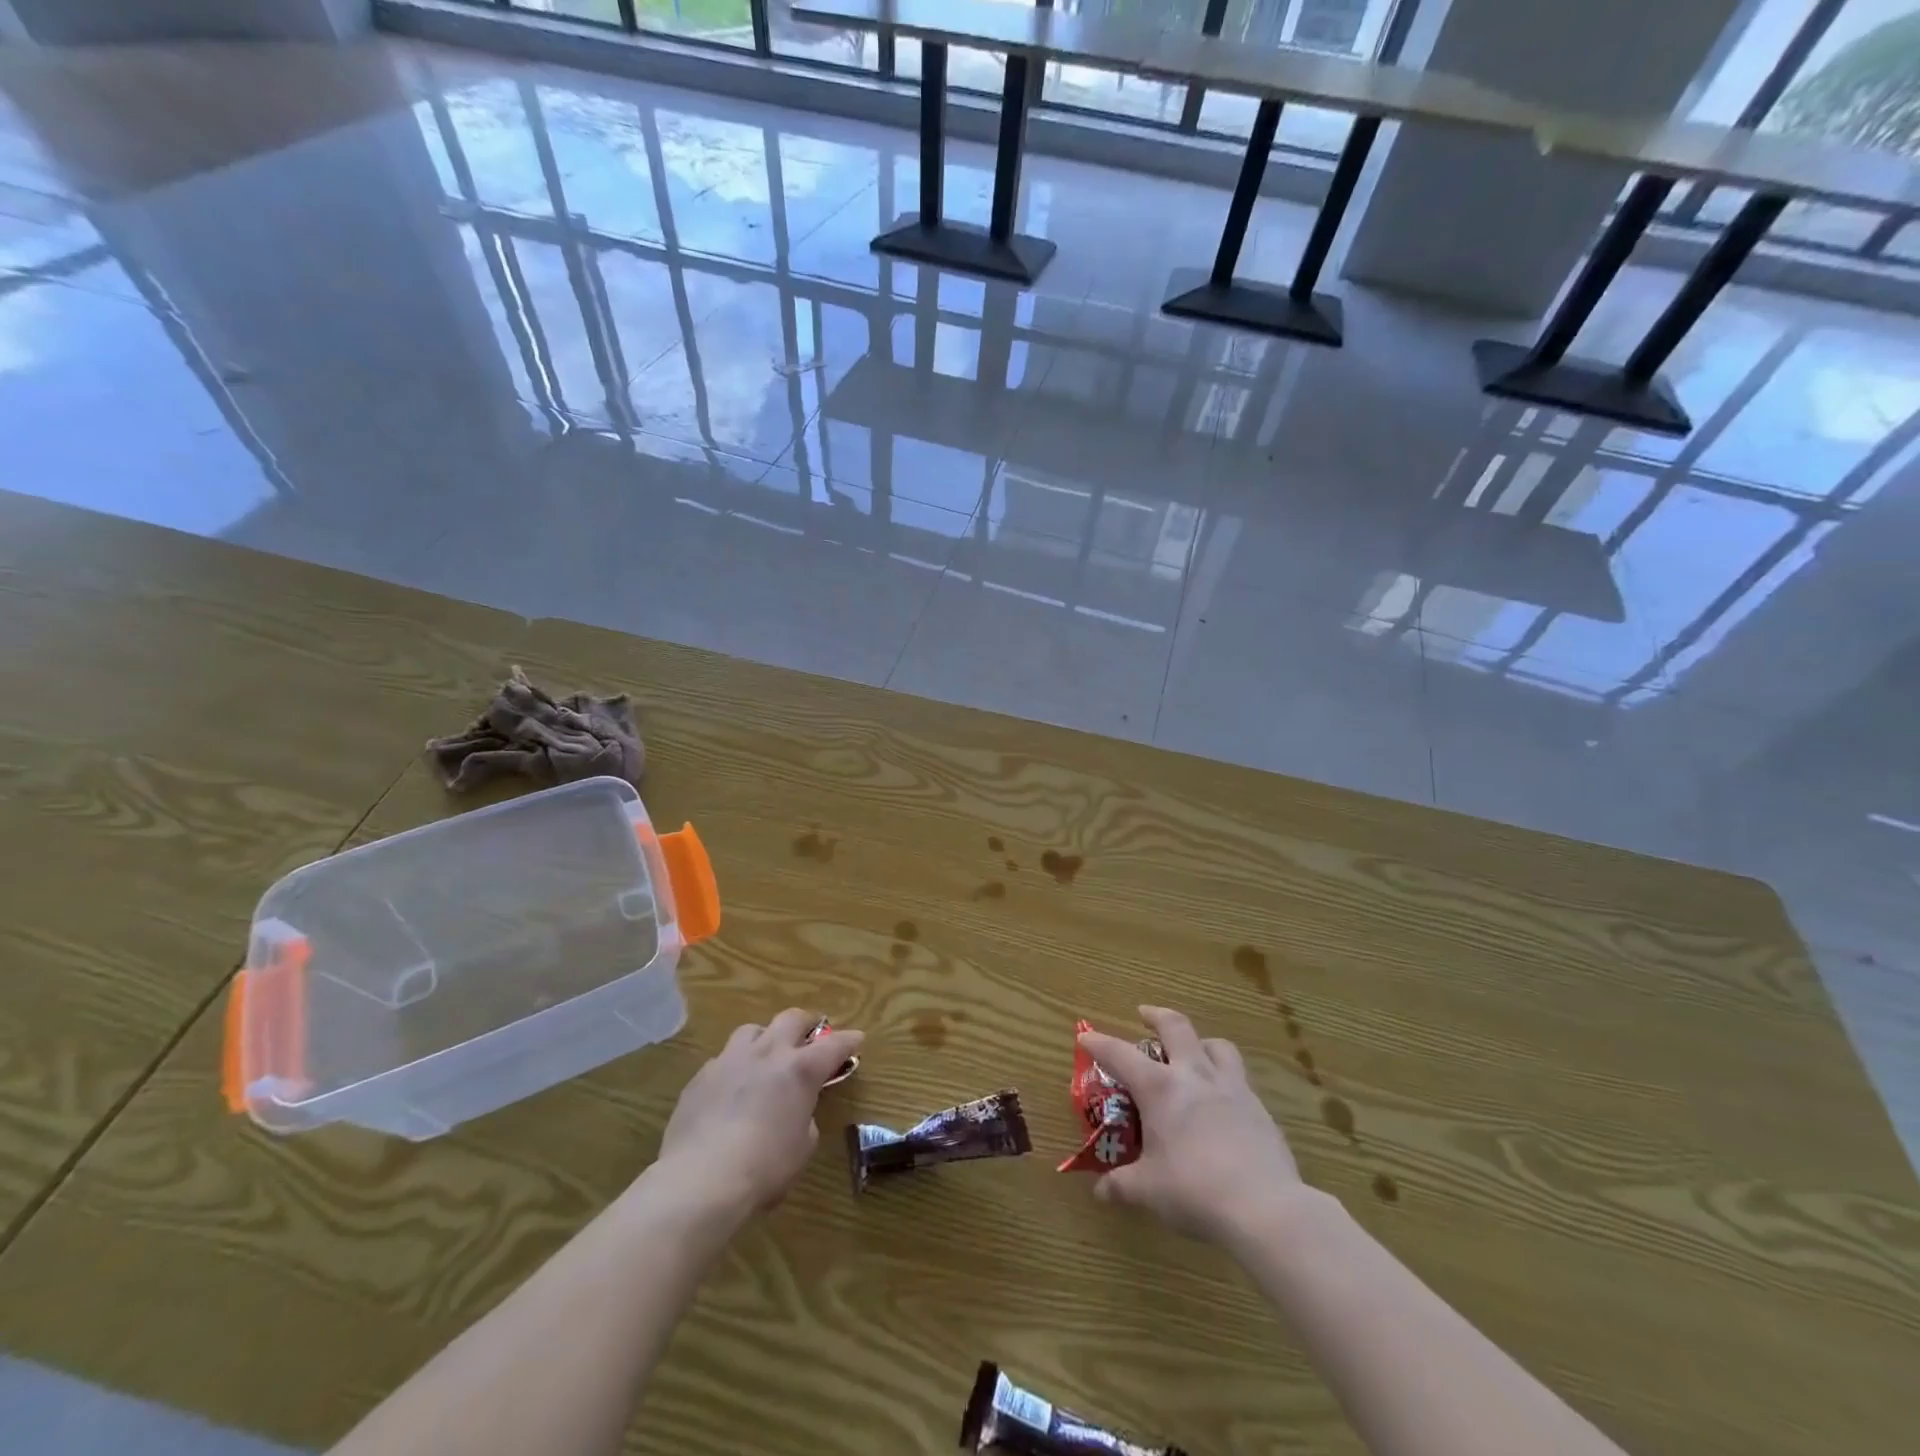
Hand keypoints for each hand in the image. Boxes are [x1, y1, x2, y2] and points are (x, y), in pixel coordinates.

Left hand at [653, 1008, 863, 1220]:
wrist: (701, 1179)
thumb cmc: (764, 1168)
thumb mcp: (802, 1147)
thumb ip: (804, 1119)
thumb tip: (795, 1112)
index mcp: (800, 1070)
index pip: (834, 1045)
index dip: (848, 1040)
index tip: (857, 1038)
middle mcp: (767, 1053)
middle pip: (791, 1018)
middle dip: (806, 1023)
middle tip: (810, 1036)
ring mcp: (730, 1060)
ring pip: (752, 1030)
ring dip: (765, 1039)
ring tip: (765, 1057)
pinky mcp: (701, 1076)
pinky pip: (723, 1060)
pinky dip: (734, 1068)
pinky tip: (730, 1090)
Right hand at [1078, 1005, 1301, 1243]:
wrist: (1265, 1208)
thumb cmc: (1195, 1191)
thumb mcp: (1149, 1192)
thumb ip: (1121, 1186)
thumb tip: (1100, 1192)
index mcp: (1160, 1088)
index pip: (1119, 1054)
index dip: (1098, 1042)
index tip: (1085, 1035)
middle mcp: (1194, 1075)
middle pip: (1176, 1026)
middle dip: (1156, 1015)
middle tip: (1144, 1014)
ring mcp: (1232, 1088)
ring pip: (1216, 1045)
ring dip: (1199, 1041)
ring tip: (1192, 1052)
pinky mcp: (1259, 1108)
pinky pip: (1239, 1078)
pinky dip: (1225, 1078)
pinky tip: (1222, 1102)